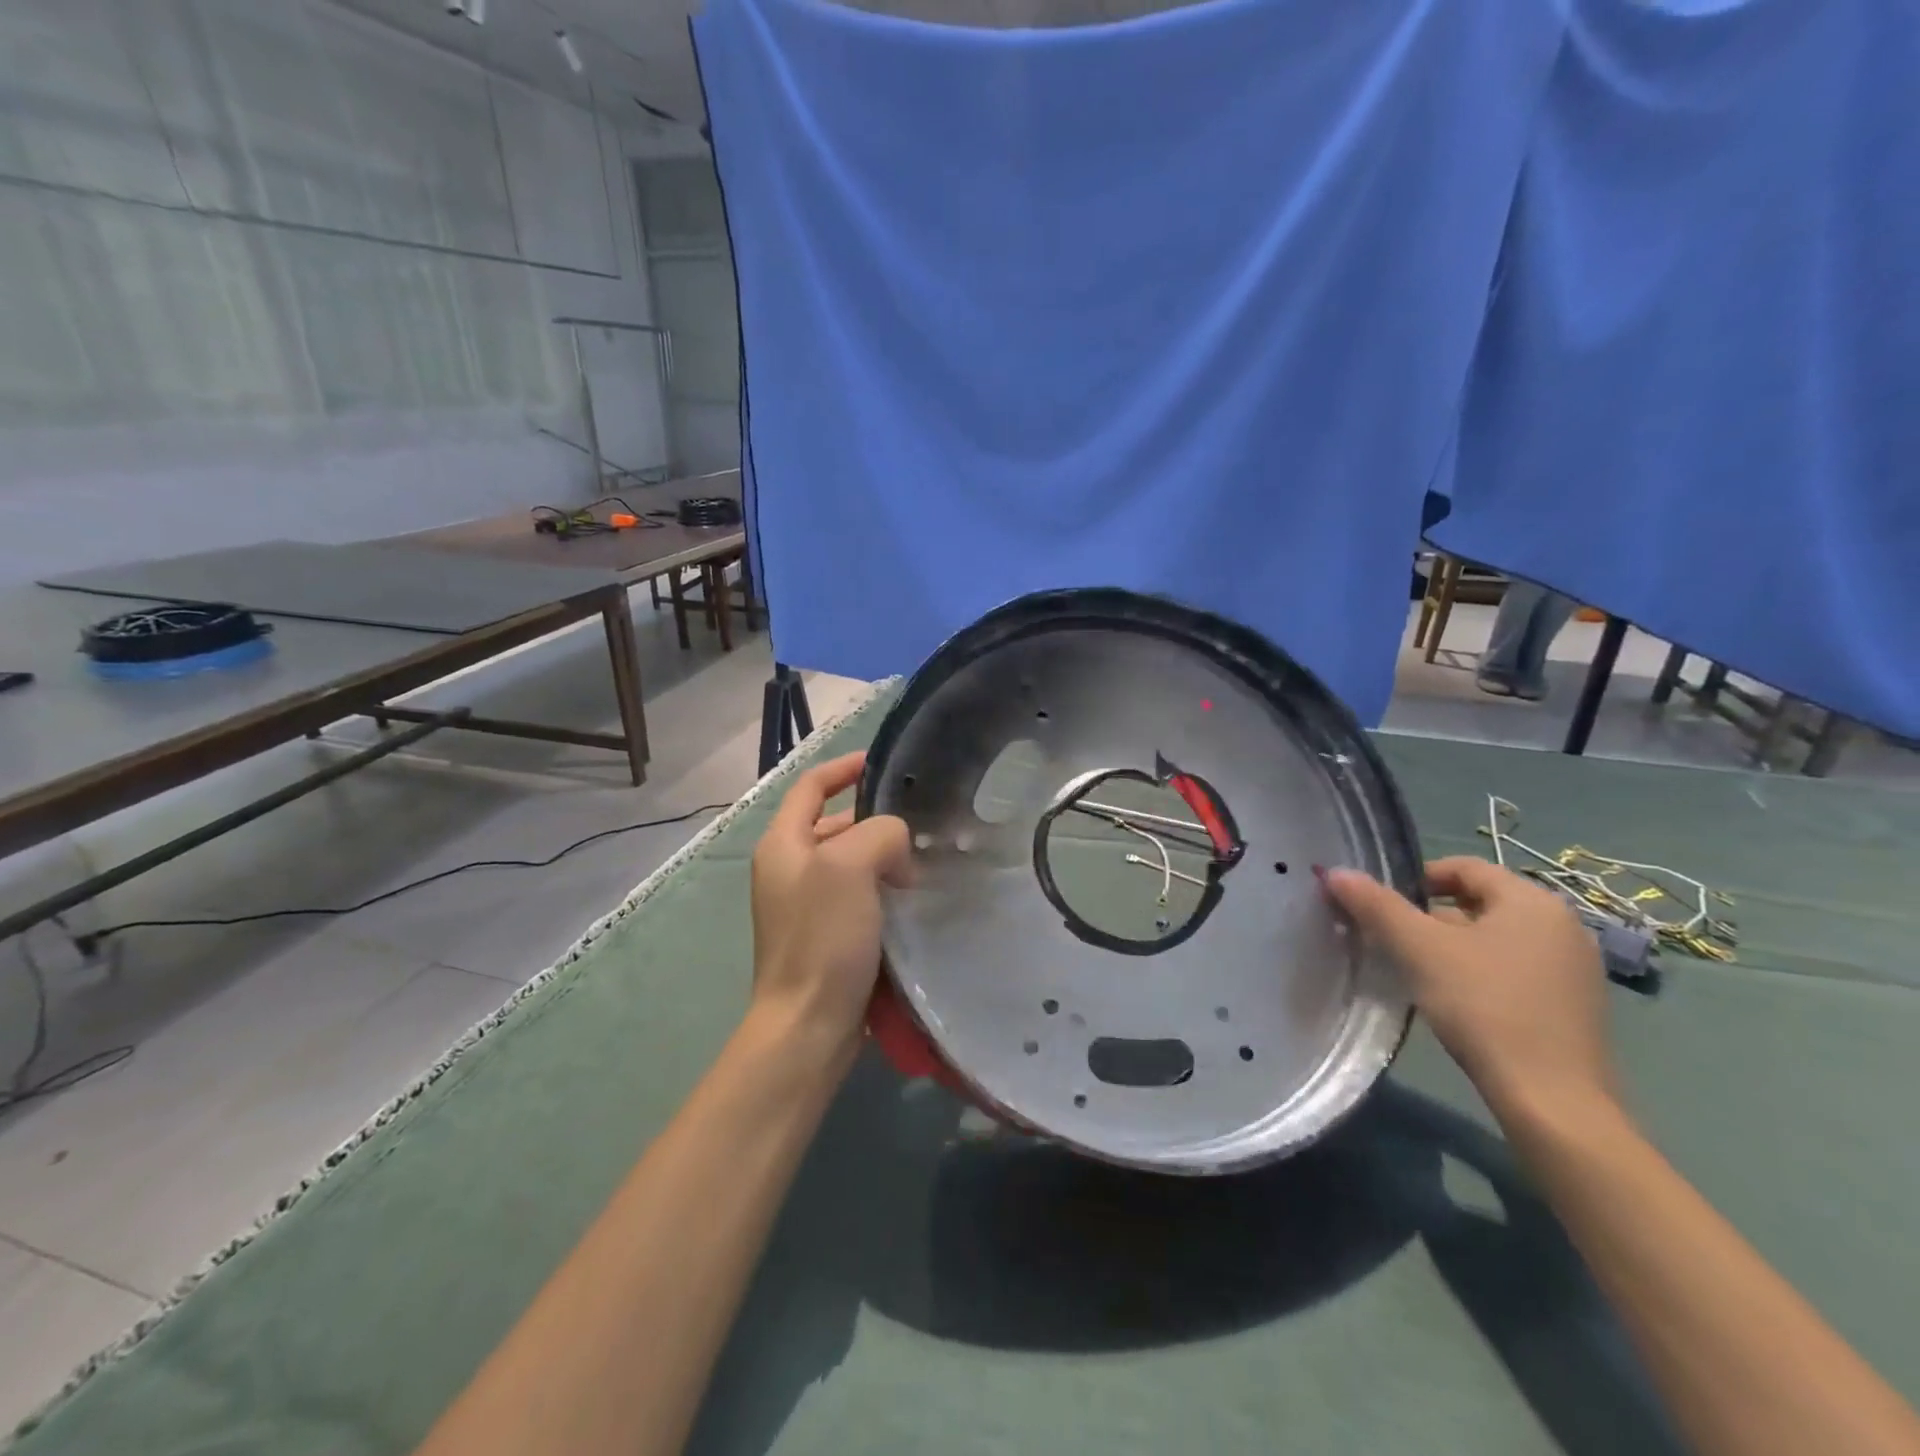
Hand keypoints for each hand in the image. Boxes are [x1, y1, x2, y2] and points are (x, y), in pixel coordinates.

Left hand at [748, 752, 911, 1070]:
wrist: (809, 1024)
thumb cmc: (823, 937)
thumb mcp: (850, 865)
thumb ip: (879, 833)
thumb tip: (896, 851)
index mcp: (783, 844)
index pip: (812, 786)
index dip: (845, 768)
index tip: (883, 763)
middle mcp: (789, 869)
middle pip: (835, 825)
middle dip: (875, 820)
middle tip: (920, 824)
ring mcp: (806, 905)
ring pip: (852, 862)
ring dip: (884, 857)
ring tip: (924, 861)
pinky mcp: (826, 935)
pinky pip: (859, 895)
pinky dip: (884, 889)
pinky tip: (913, 899)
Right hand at [1324, 857, 1615, 1121]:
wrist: (1552, 1100)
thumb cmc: (1484, 1006)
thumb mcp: (1419, 949)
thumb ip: (1376, 905)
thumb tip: (1336, 872)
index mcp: (1533, 901)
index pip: (1464, 867)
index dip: (1416, 878)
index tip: (1383, 906)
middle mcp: (1562, 925)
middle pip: (1479, 902)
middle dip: (1430, 916)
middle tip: (1393, 941)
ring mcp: (1574, 968)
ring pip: (1495, 938)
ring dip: (1453, 946)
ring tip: (1417, 971)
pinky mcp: (1574, 1006)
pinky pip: (1515, 969)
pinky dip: (1480, 972)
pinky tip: (1456, 1001)